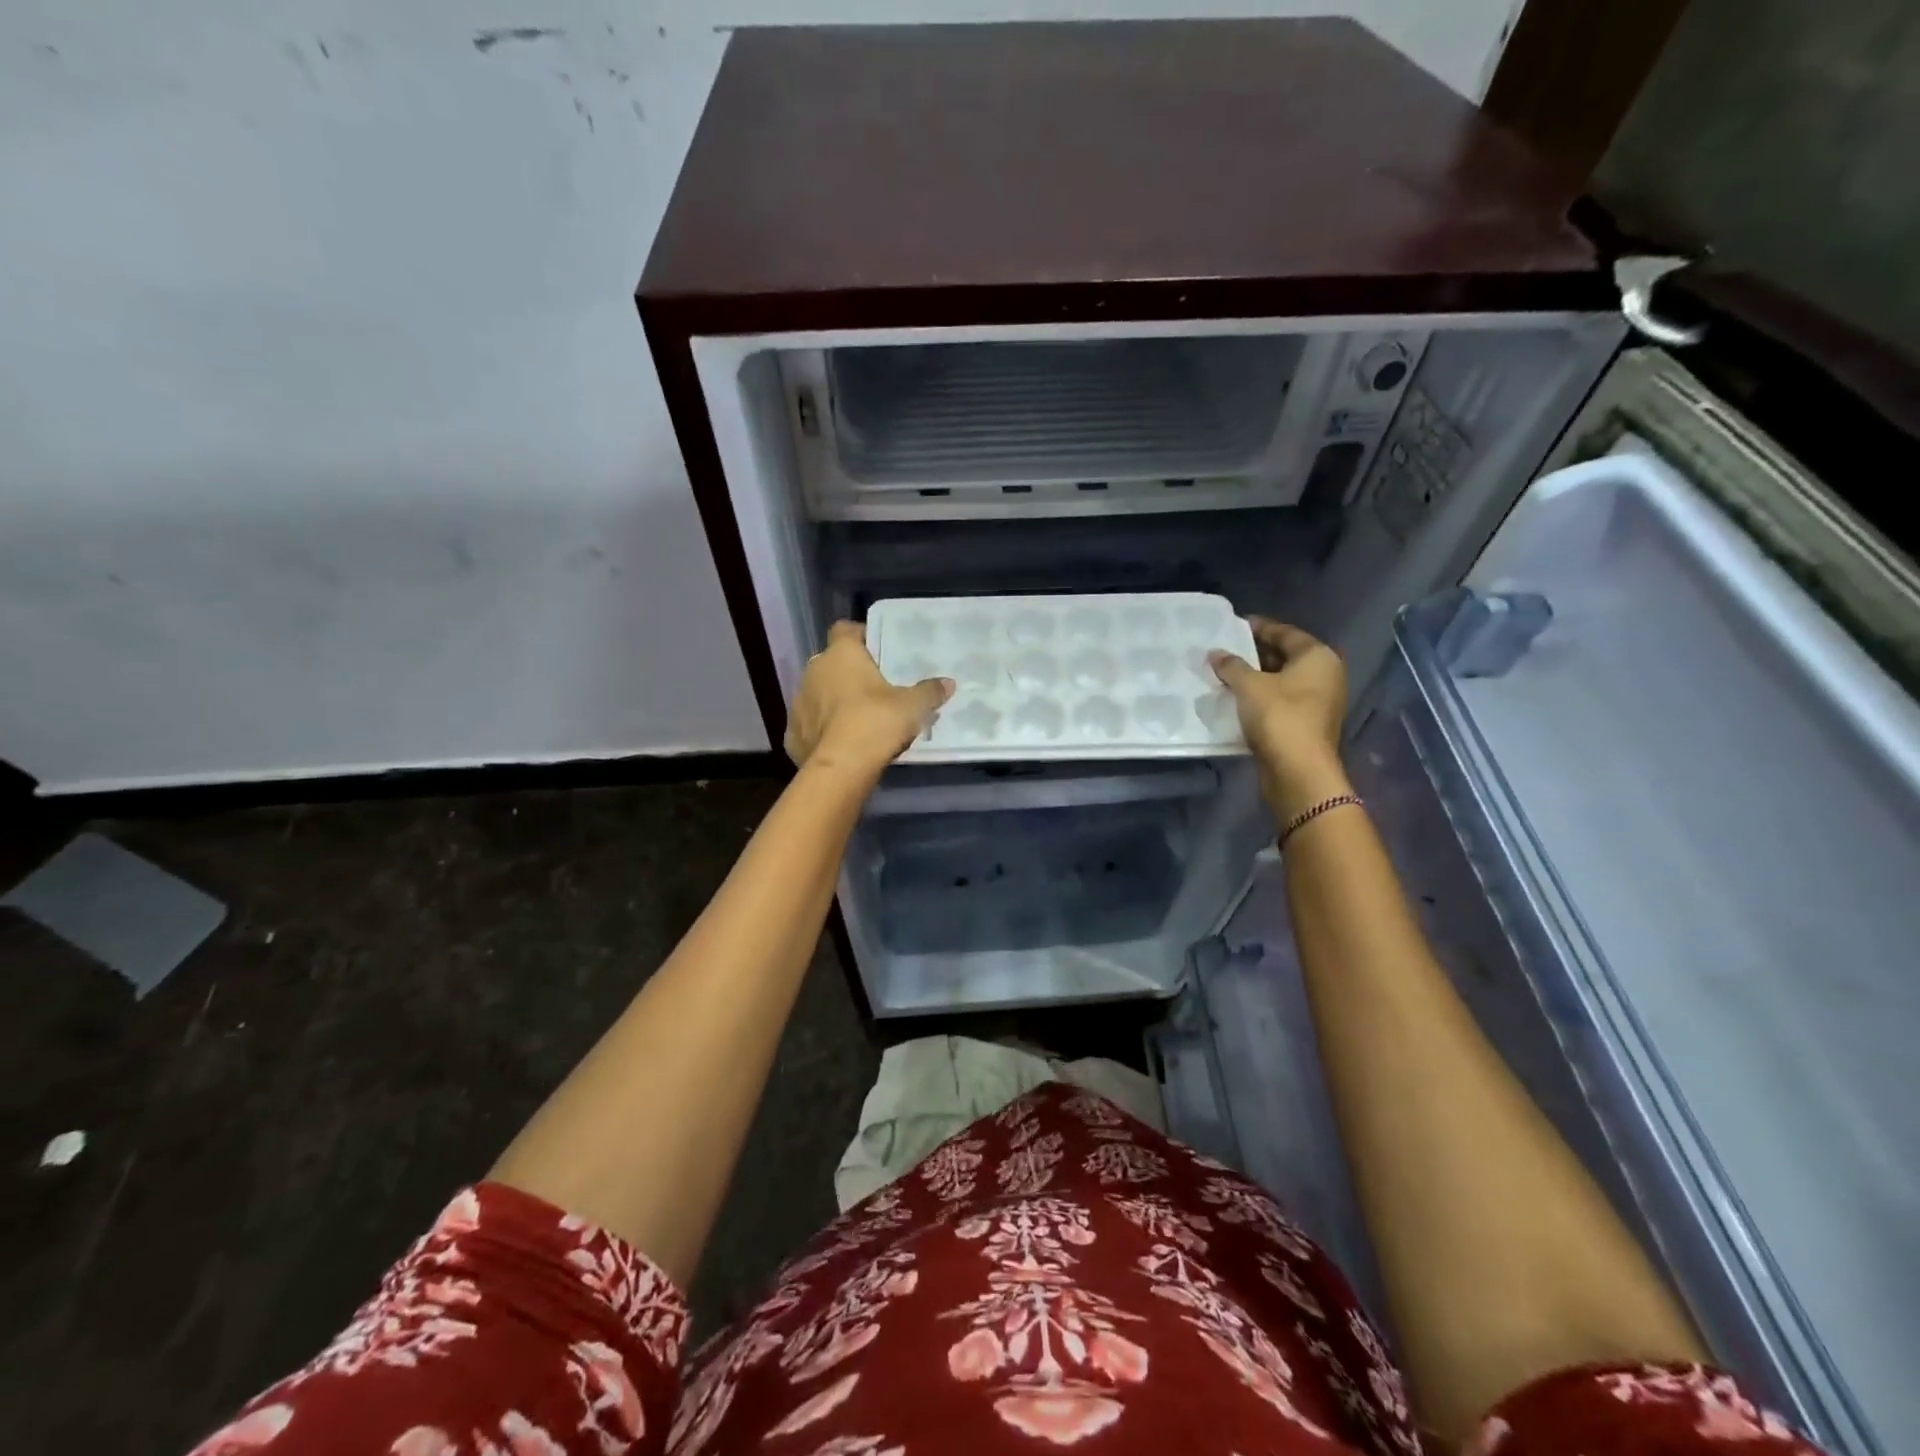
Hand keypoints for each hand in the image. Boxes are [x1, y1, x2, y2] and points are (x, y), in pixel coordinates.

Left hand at [784, 621, 954, 775]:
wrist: (841, 768)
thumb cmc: (876, 722)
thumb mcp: (912, 706)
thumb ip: (929, 692)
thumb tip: (948, 683)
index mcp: (841, 654)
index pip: (845, 629)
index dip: (860, 635)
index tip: (876, 649)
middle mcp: (814, 670)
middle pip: (831, 663)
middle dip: (849, 672)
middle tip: (874, 689)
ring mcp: (799, 702)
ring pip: (818, 693)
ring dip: (833, 701)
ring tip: (857, 719)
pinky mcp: (793, 733)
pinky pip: (810, 724)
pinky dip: (822, 730)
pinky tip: (840, 743)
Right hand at [1209, 617, 1352, 817]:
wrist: (1298, 771)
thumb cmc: (1279, 717)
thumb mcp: (1249, 686)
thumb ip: (1231, 666)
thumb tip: (1214, 653)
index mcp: (1318, 657)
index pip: (1286, 632)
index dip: (1259, 627)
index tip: (1234, 625)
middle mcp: (1325, 675)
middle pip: (1286, 656)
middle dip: (1255, 653)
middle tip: (1225, 649)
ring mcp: (1319, 701)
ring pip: (1282, 680)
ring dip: (1256, 677)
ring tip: (1226, 673)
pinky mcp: (1307, 723)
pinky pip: (1281, 699)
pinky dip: (1261, 696)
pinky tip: (1237, 697)